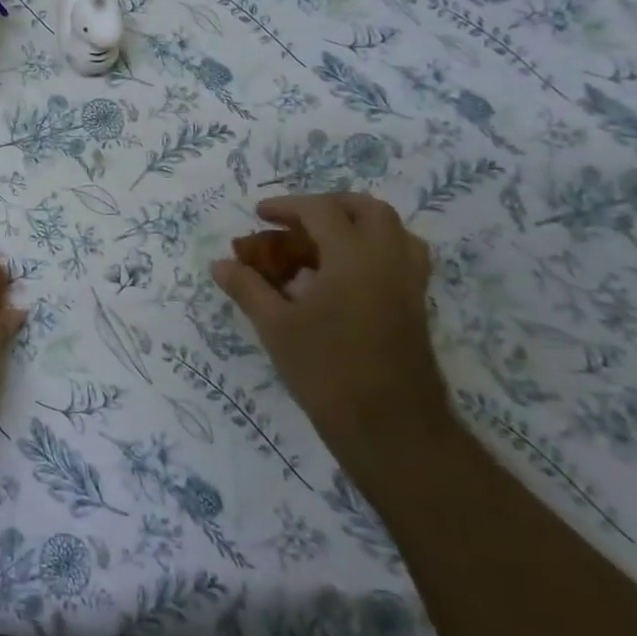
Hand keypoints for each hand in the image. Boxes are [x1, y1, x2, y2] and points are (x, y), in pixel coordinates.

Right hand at [212, 193, 448, 480]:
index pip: (321, 210)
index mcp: (353, 257)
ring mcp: (409, 285)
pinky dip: (373, 252)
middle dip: (329, 206)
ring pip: (394, 233)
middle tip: (298, 221)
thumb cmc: (327, 371)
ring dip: (359, 225)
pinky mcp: (416, 309)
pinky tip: (344, 278)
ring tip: (326, 243)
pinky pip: (401, 259)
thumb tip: (220, 264)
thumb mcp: (276, 327)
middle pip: (368, 210)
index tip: (259, 215)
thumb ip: (248, 288)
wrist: (392, 429)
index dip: (287, 206)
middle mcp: (388, 261)